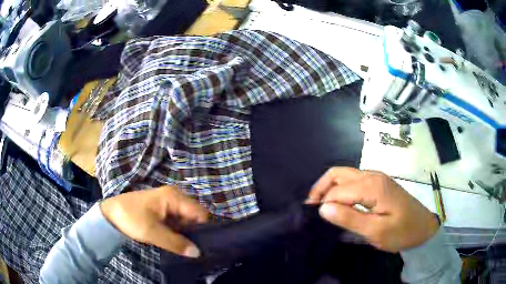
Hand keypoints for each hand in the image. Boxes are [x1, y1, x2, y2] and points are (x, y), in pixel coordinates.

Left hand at [100, 186, 208, 257]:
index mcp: (173, 197)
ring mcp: (169, 203)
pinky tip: (177, 241)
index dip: (203, 229)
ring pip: (187, 219)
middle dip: (195, 232)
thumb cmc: (130, 218)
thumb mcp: (151, 232)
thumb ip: (175, 242)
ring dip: (187, 233)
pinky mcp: (164, 210)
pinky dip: (179, 231)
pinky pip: (178, 221)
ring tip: (186, 247)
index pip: (200, 212)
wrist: (110, 214)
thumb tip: (197, 253)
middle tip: (194, 249)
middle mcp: (175, 197)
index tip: (203, 245)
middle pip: (195, 215)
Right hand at [307, 167, 438, 252]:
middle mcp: (373, 176)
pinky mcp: (379, 184)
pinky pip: (354, 181)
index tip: (312, 219)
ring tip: (322, 207)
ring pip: (345, 175)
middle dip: (321, 188)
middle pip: (338, 173)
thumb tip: (323, 208)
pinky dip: (341, 190)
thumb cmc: (402, 232)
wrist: (423, 228)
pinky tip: (340, 204)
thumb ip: (350, 218)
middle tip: (311, 208)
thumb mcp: (376, 231)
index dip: (323, 203)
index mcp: (373, 186)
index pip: (338, 190)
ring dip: (330, 188)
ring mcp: (377, 178)